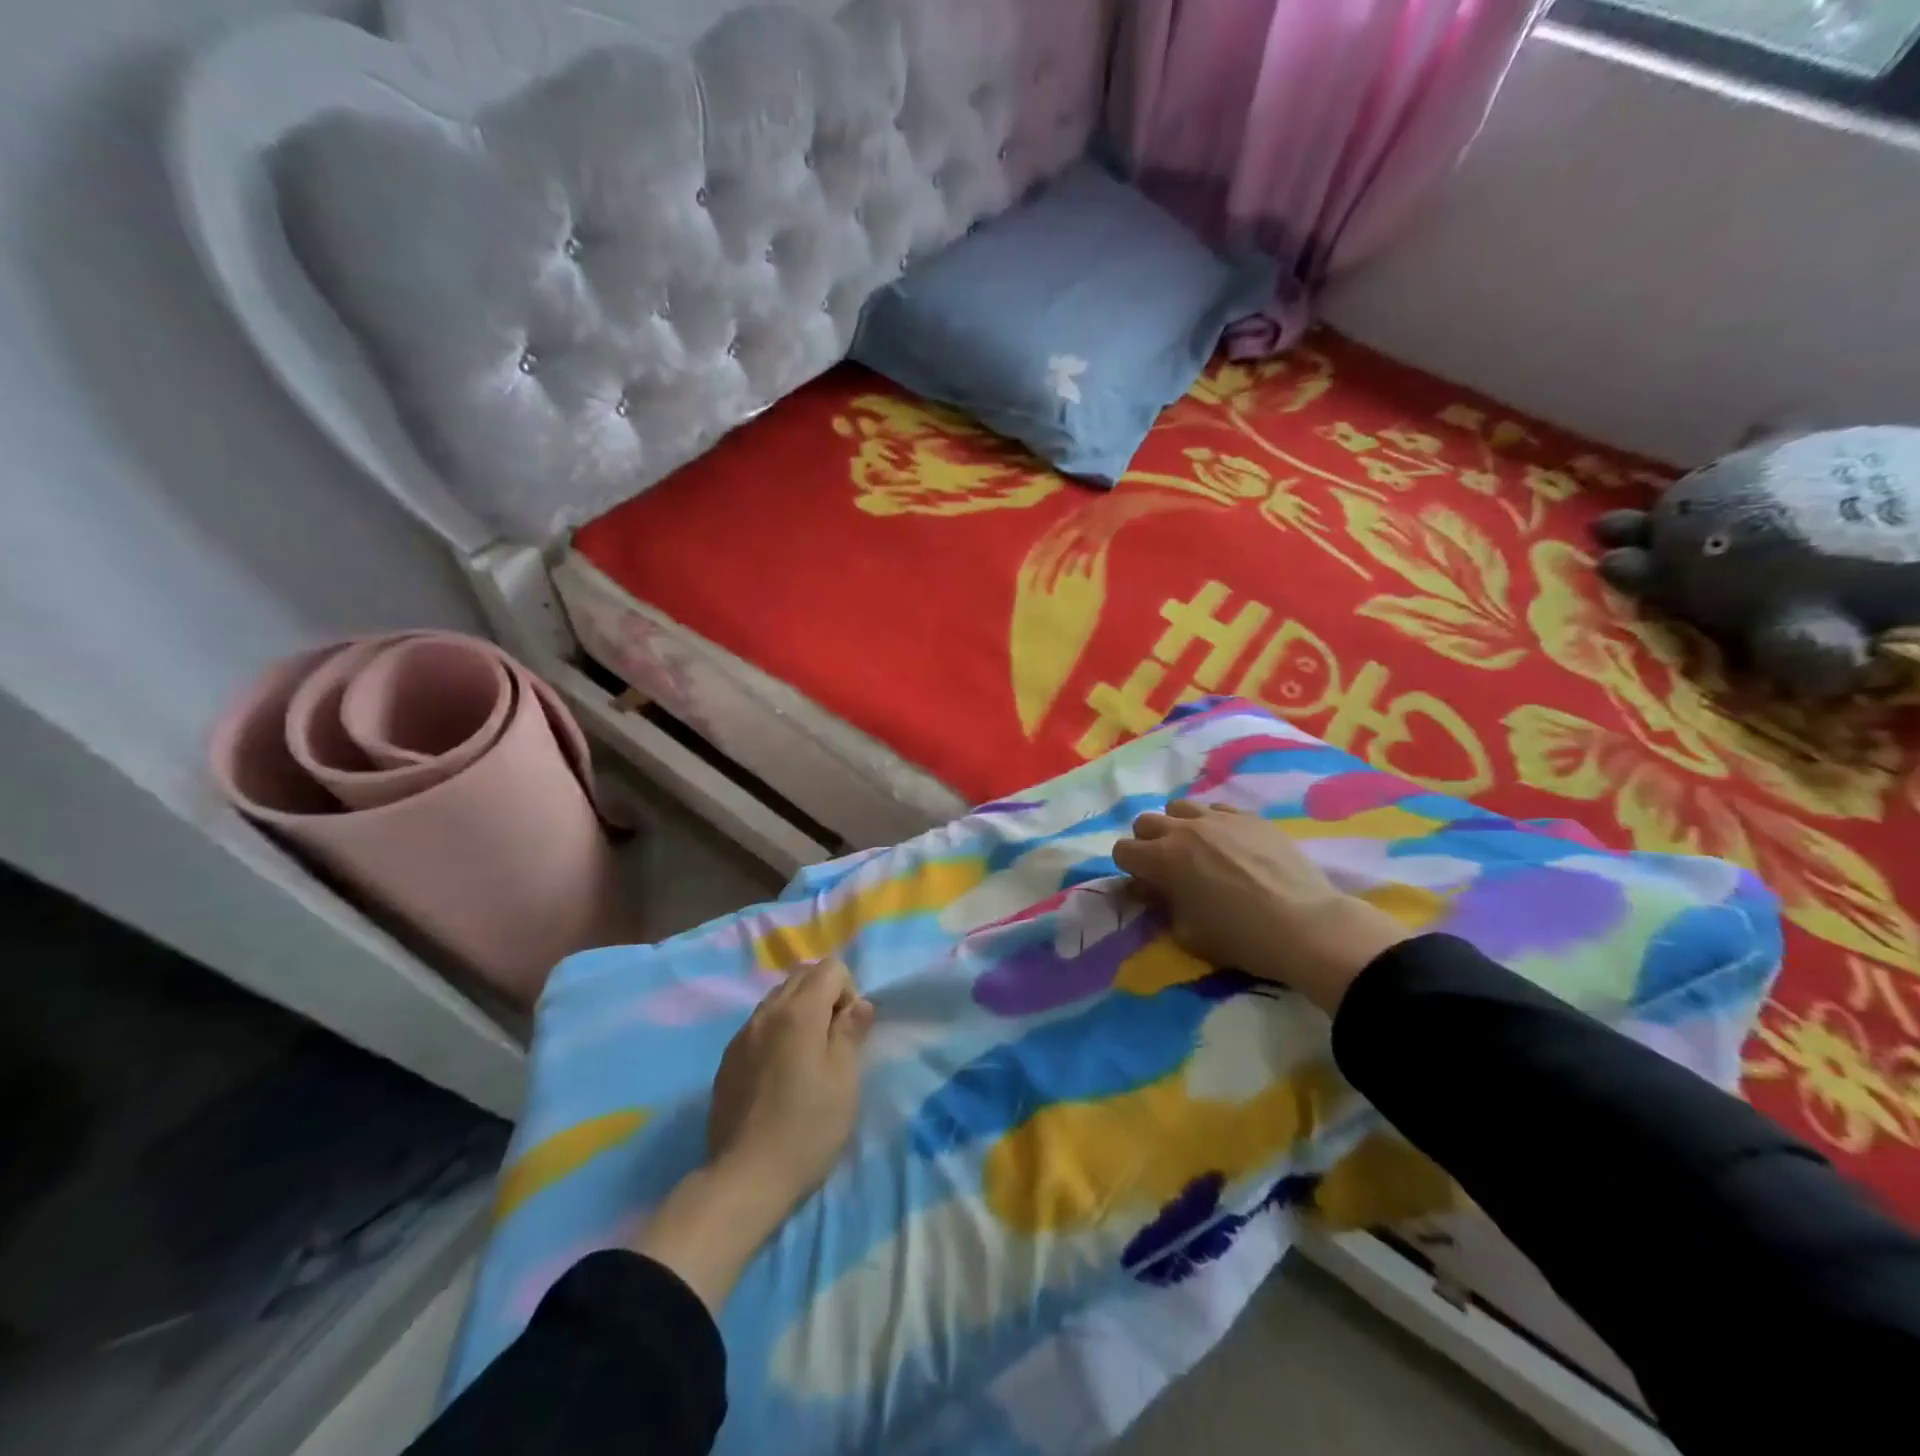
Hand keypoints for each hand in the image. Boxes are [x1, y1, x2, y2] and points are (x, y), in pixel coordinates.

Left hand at [632, 959, 872, 1314]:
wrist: (745, 1177)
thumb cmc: (807, 1127)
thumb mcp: (844, 1080)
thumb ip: (851, 1032)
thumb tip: (859, 1004)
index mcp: (799, 1012)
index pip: (830, 968)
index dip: (849, 991)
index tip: (849, 1031)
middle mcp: (767, 1012)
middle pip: (801, 975)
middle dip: (824, 993)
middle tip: (832, 1038)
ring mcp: (742, 1034)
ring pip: (777, 998)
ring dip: (799, 1010)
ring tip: (806, 1055)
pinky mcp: (728, 1059)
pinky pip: (759, 1024)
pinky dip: (777, 1029)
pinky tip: (780, 1072)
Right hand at [1112, 800, 1408, 1013]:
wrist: (1305, 925)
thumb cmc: (1240, 937)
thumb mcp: (1187, 933)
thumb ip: (1162, 906)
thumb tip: (1153, 889)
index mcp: (1162, 859)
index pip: (1122, 851)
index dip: (1129, 869)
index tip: (1146, 885)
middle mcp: (1184, 830)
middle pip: (1145, 822)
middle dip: (1148, 843)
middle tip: (1167, 867)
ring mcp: (1219, 818)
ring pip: (1180, 807)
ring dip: (1178, 827)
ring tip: (1197, 850)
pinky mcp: (1250, 817)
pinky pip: (1217, 810)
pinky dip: (1213, 824)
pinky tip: (1231, 846)